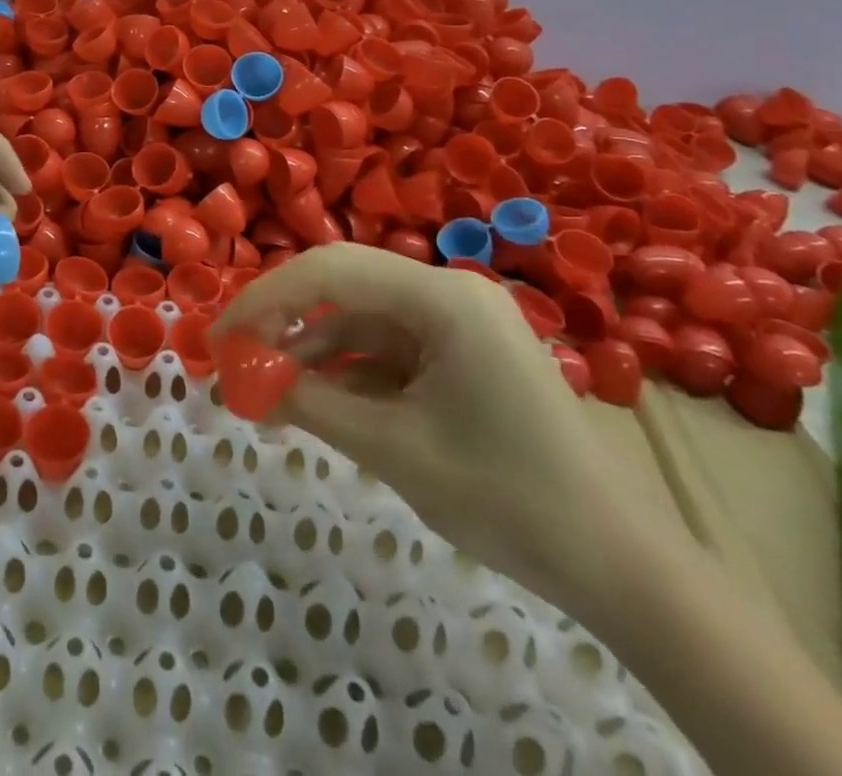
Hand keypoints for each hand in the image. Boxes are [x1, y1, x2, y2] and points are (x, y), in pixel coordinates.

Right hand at [212, 243, 626, 601]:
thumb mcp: (393, 448)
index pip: (331, 273)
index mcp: (443, 298)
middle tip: (234, 360)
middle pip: (343, 288)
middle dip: (283, 323)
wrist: (620, 567)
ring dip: (310, 355)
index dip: (266, 300)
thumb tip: (244, 379)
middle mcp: (448, 293)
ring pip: (360, 322)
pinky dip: (345, 374)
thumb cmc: (507, 498)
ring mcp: (457, 324)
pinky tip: (309, 403)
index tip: (222, 339)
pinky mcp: (460, 355)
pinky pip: (386, 351)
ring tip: (261, 394)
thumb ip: (311, 404)